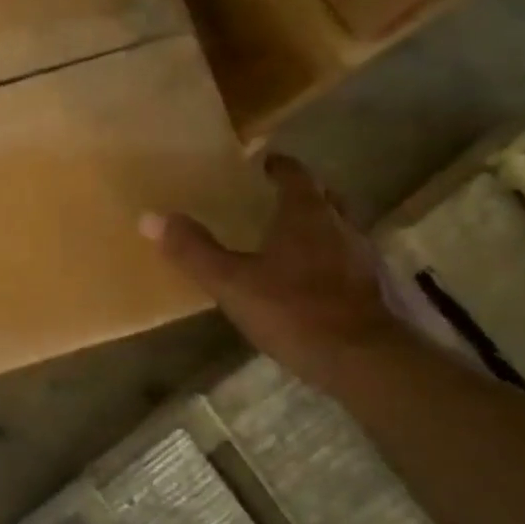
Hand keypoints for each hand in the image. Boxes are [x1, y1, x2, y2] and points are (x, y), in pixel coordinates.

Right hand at [142, 153, 414, 390]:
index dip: (278, 166)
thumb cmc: (294, 310)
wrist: (364, 361)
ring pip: (339, 227)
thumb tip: (151, 218)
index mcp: (306, 214)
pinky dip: (330, 258)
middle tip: (275, 197)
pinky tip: (311, 279)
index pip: (295, 175)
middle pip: (324, 197)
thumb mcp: (231, 282)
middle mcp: (340, 225)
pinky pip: (347, 259)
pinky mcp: (374, 288)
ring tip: (290, 237)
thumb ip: (193, 250)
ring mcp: (363, 257)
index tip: (262, 163)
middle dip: (302, 193)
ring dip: (318, 226)